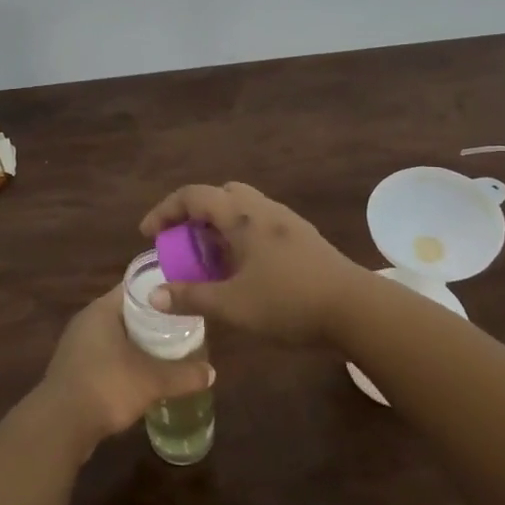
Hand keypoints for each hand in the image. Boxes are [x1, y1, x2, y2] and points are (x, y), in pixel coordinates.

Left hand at [35, 287, 214, 453]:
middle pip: (127, 312)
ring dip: (138, 343)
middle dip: (154, 320)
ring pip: (116, 337)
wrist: (59, 425)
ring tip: (168, 350)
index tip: (184, 297)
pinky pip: (106, 357)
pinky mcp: (74, 370)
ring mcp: (78, 346)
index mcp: (103, 310)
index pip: (135, 288)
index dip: (161, 291)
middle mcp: (87, 321)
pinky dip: (125, 362)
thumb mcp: (152, 380)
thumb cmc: (106, 386)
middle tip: (183, 326)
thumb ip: (183, 374)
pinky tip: (143, 376)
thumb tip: (212, 372)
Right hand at [139, 182, 371, 344]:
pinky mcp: (304, 237)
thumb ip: (191, 297)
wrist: (355, 309)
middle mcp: (262, 209)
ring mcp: (287, 221)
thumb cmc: (288, 302)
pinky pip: (261, 224)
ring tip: (211, 261)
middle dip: (195, 214)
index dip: (165, 210)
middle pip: (220, 194)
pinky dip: (241, 236)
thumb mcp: (232, 305)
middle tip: (184, 244)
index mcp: (241, 216)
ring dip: (220, 226)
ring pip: (243, 209)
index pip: (193, 196)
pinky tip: (245, 270)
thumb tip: (153, 295)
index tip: (148, 234)